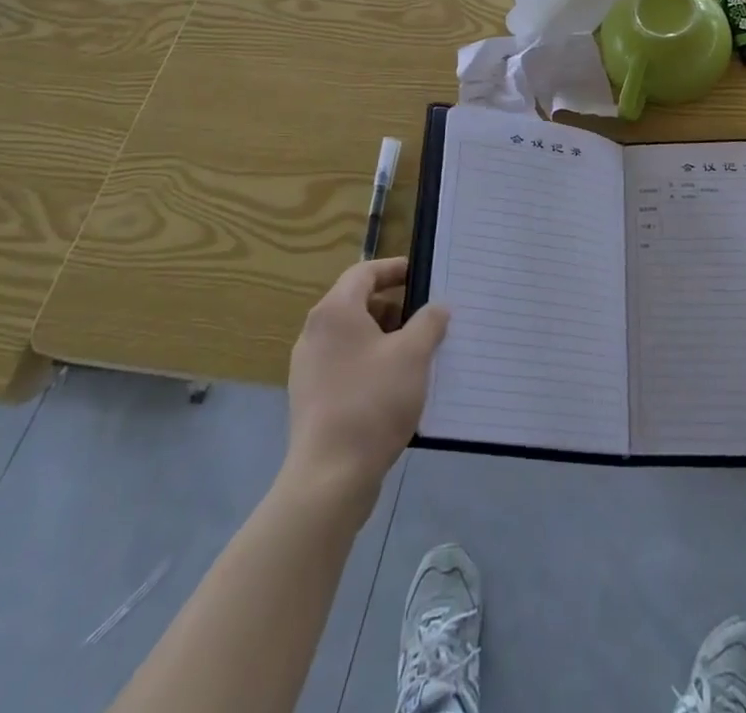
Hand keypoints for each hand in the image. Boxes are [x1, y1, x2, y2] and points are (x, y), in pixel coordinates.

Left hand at [286, 258, 449, 500]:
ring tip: (417, 354)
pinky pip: (345, 364)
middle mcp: (314, 332)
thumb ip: (429, 322)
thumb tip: (437, 307)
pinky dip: (370, 363)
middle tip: (426, 319)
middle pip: (358, 303)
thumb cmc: (372, 401)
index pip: (364, 272)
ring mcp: (308, 367)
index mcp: (335, 311)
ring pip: (353, 337)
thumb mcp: (413, 355)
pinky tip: (395, 387)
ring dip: (385, 338)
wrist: (329, 477)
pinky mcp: (310, 398)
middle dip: (395, 308)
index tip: (421, 275)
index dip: (394, 269)